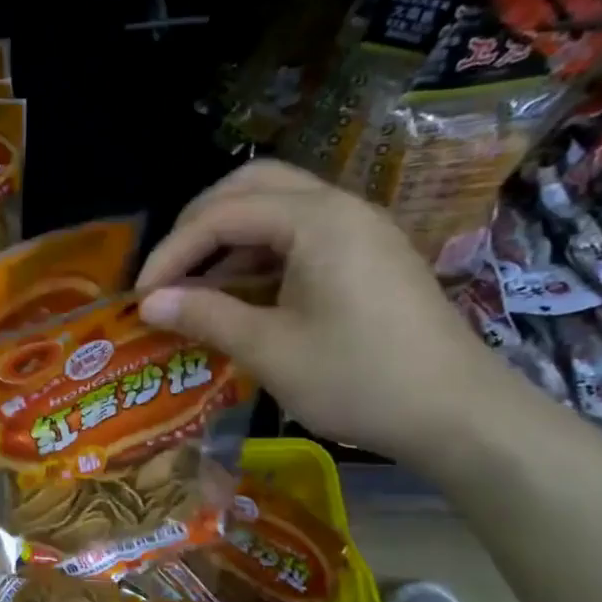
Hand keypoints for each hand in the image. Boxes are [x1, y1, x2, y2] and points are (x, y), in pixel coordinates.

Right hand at [137, 161, 515, 465]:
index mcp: (317, 220)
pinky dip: (262, 254)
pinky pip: (303, 234)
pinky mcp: (370, 256)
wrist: (460, 415)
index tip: (142, 295)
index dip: (172, 252)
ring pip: (279, 207)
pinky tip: (244, 295)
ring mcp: (361, 230)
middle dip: (199, 224)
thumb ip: (205, 316)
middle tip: (169, 269)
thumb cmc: (359, 379)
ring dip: (231, 238)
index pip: (223, 215)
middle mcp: (340, 208)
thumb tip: (148, 303)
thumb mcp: (270, 350)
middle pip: (252, 186)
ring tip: (198, 286)